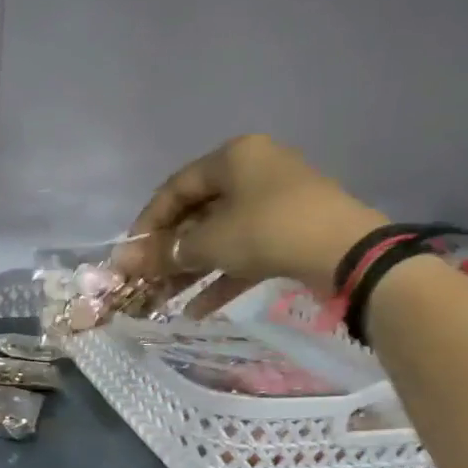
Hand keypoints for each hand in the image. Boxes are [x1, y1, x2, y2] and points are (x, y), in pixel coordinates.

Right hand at [121, 134, 387, 290]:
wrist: (346, 253)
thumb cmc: (268, 231)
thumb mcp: (209, 242)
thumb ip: (164, 253)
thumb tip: (121, 262)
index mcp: (233, 157)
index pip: (175, 188)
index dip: (148, 223)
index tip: (130, 255)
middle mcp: (254, 172)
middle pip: (197, 214)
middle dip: (169, 252)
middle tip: (145, 280)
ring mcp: (275, 203)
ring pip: (220, 236)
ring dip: (191, 269)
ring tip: (165, 300)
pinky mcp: (290, 233)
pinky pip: (245, 253)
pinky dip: (221, 278)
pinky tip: (197, 310)